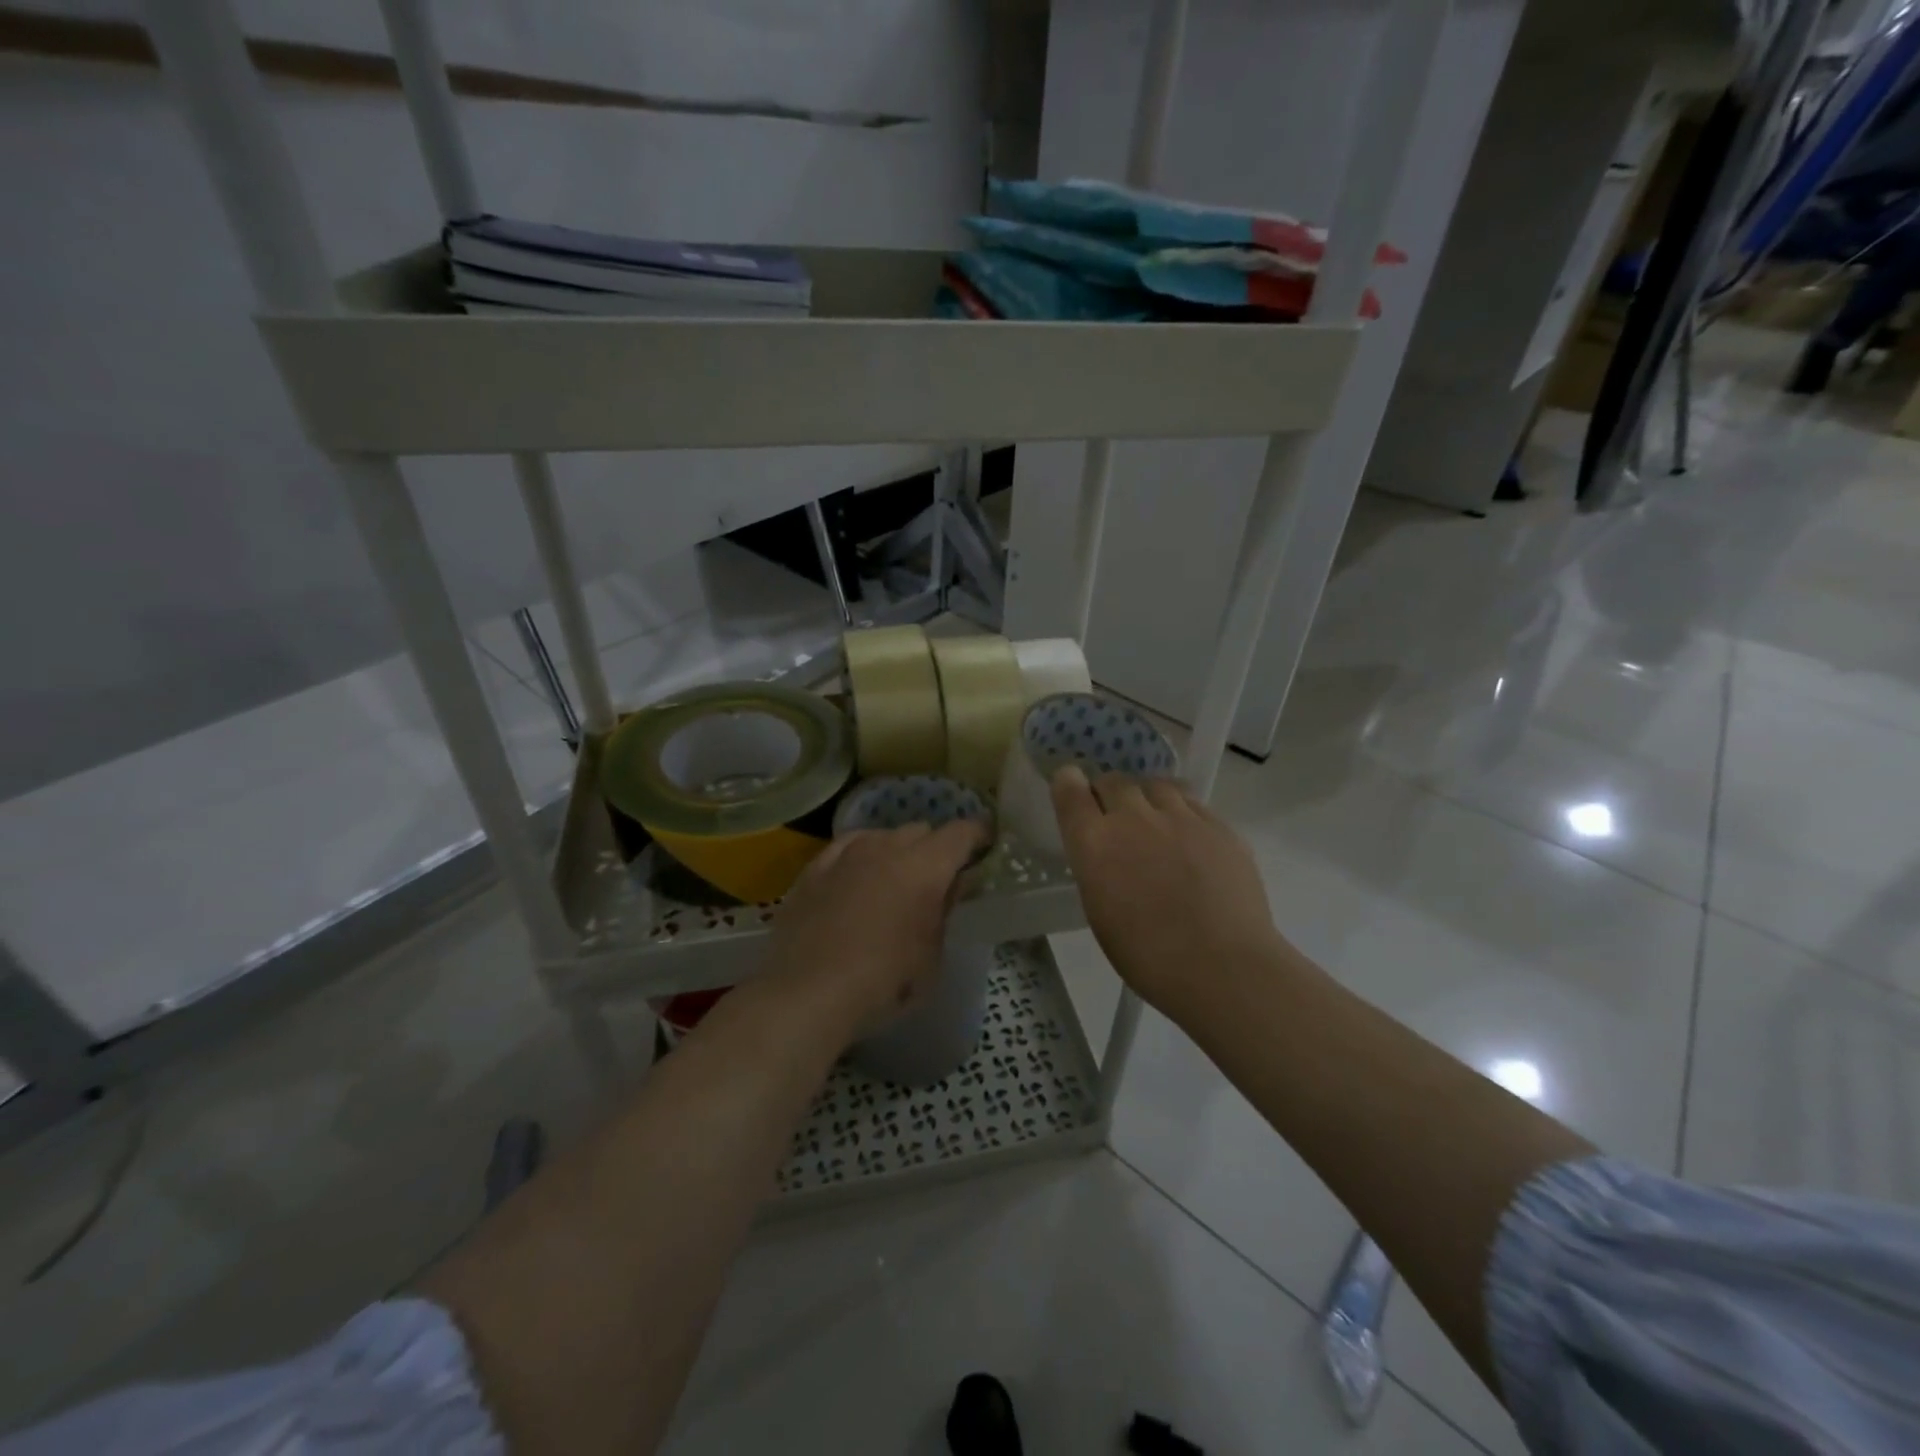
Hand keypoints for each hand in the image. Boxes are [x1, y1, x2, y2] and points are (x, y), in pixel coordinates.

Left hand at [764, 820, 986, 1040]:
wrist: (807, 992)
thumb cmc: (884, 983)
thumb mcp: (931, 957)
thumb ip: (945, 912)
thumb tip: (953, 885)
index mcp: (925, 867)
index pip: (960, 833)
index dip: (977, 835)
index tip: (985, 844)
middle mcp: (887, 847)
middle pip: (921, 830)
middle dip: (935, 847)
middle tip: (938, 876)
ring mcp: (846, 853)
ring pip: (883, 834)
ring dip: (897, 849)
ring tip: (895, 877)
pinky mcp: (814, 867)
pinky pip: (847, 846)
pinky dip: (862, 853)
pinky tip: (858, 873)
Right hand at [1051, 766, 1290, 1017]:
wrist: (1224, 967)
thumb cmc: (1149, 956)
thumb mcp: (1100, 912)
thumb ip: (1098, 869)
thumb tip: (1108, 855)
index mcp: (1095, 842)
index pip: (1070, 789)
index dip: (1068, 784)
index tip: (1072, 789)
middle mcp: (1133, 818)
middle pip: (1114, 780)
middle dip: (1108, 793)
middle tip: (1114, 818)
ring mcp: (1181, 817)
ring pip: (1155, 785)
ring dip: (1147, 798)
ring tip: (1154, 821)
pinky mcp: (1219, 825)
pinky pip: (1192, 803)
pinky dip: (1182, 812)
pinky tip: (1189, 838)